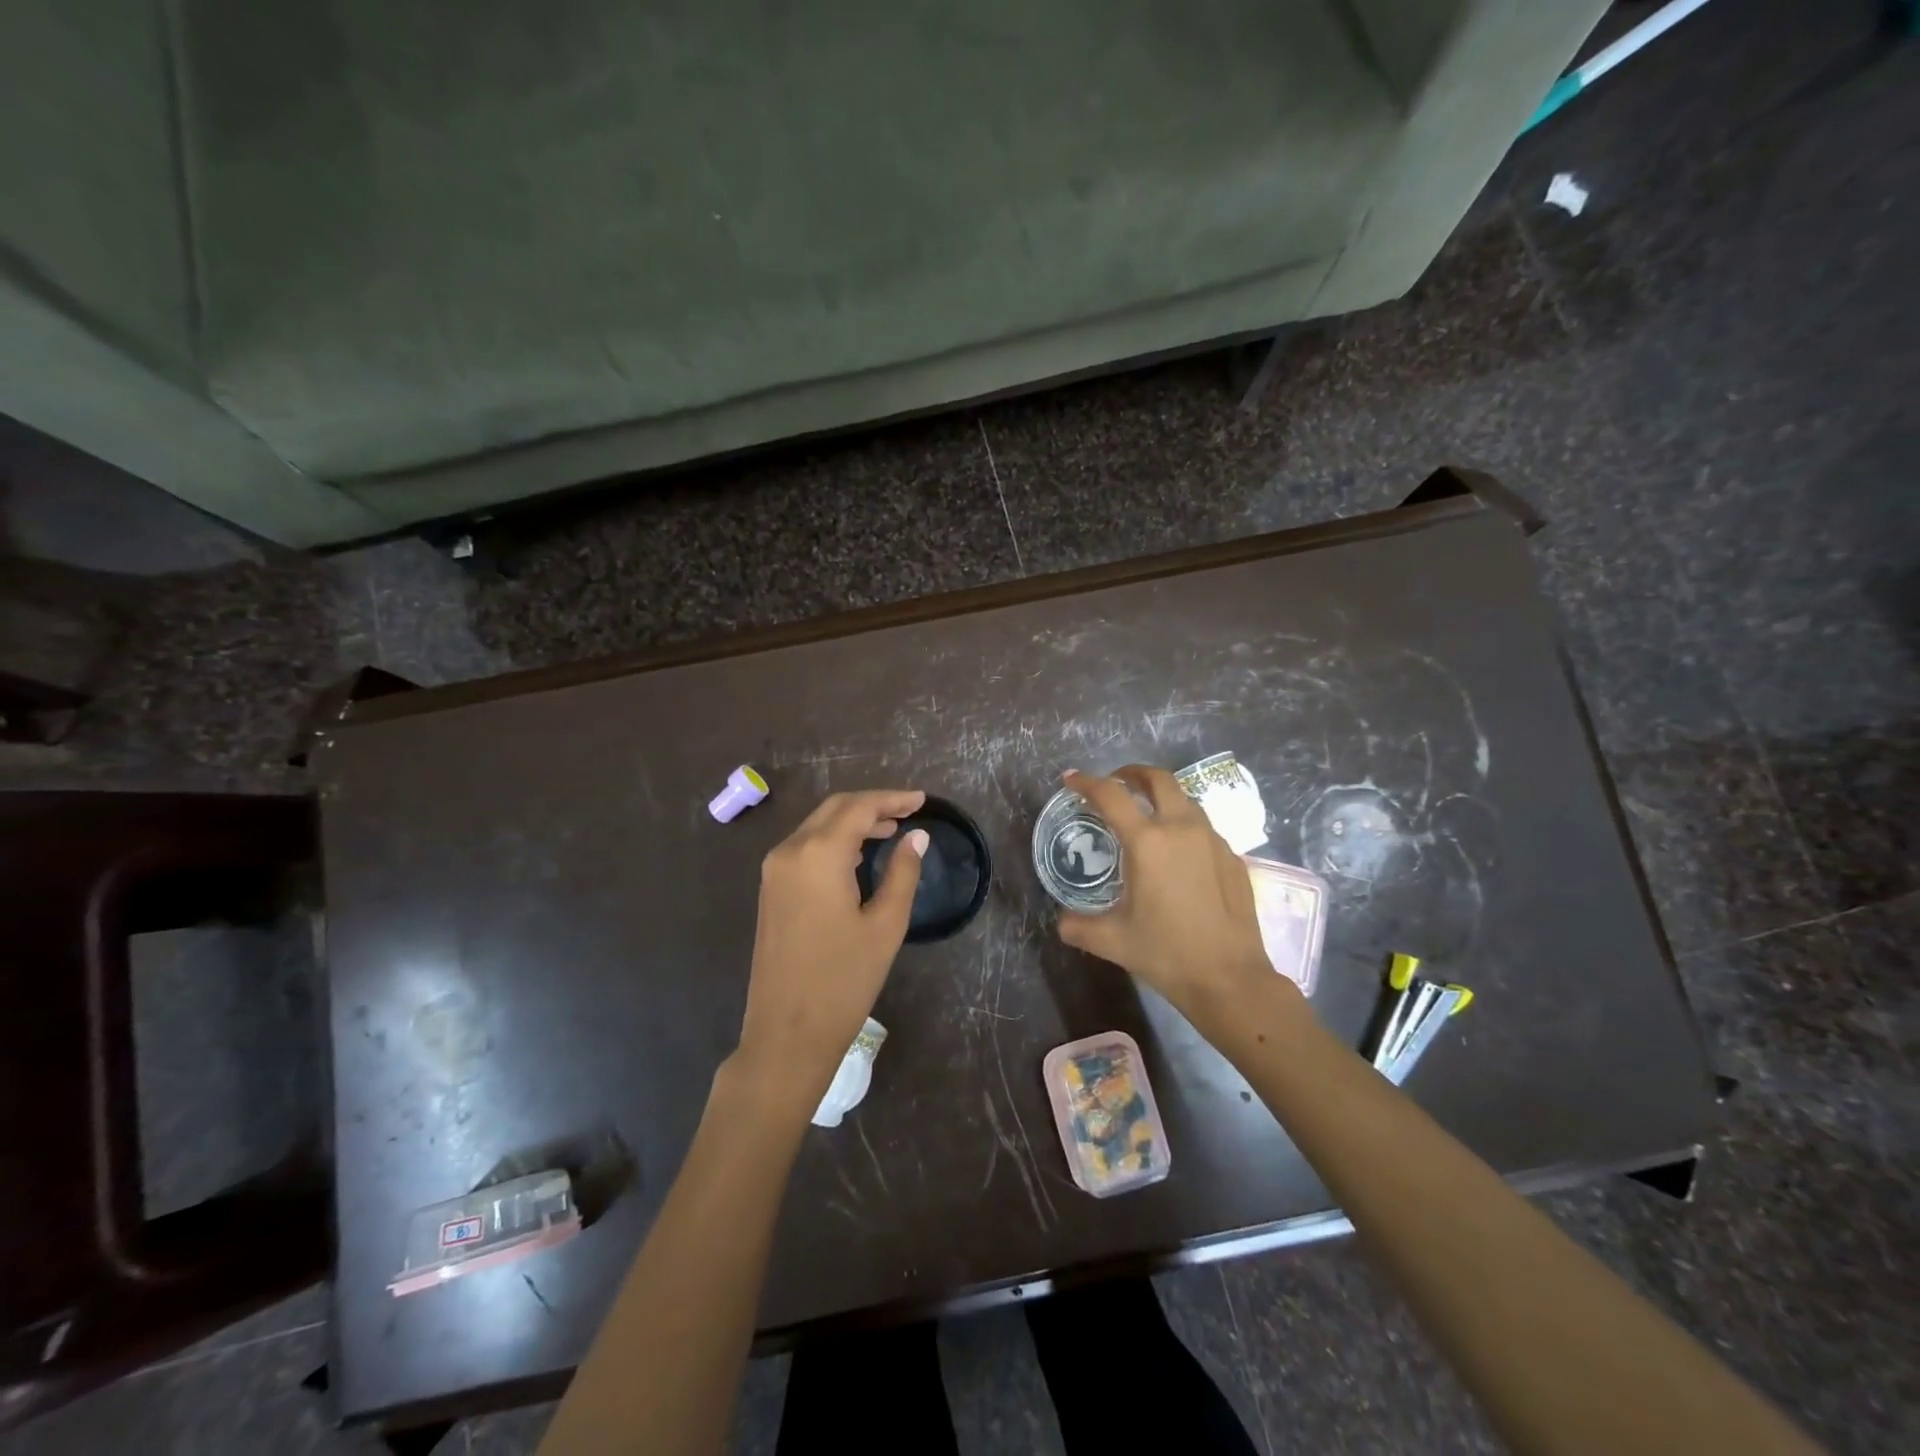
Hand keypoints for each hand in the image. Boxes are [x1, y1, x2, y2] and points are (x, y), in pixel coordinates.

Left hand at [734, 790, 927, 1105]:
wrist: (786, 1034)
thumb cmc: (844, 980)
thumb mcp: (885, 925)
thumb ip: (903, 873)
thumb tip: (916, 837)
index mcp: (818, 854)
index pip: (859, 808)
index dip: (893, 799)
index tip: (923, 801)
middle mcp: (790, 851)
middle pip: (834, 809)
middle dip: (872, 805)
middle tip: (909, 812)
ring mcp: (774, 871)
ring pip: (817, 826)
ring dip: (853, 822)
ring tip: (891, 831)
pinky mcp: (771, 890)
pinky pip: (805, 847)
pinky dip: (834, 841)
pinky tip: (859, 857)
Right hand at [1056, 767, 1276, 1019]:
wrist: (1230, 978)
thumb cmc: (1167, 953)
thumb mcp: (1112, 940)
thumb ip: (1078, 926)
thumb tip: (1062, 921)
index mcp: (1147, 842)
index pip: (1111, 795)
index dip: (1086, 782)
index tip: (1071, 779)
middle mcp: (1182, 829)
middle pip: (1158, 779)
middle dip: (1133, 773)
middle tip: (1117, 782)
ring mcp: (1213, 841)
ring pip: (1185, 800)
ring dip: (1162, 797)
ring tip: (1147, 814)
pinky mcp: (1233, 858)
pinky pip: (1203, 828)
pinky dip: (1184, 826)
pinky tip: (1178, 855)